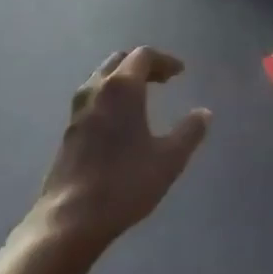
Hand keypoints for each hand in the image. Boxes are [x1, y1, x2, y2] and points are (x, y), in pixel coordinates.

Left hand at [32, 47, 209, 253]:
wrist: (71, 217)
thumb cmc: (125, 183)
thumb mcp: (168, 159)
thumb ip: (189, 132)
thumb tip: (204, 113)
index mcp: (122, 87)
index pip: (143, 56)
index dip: (164, 60)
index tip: (180, 72)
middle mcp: (96, 89)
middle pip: (119, 61)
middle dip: (143, 65)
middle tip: (163, 79)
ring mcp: (78, 109)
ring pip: (102, 78)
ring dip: (124, 79)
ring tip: (143, 97)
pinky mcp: (69, 129)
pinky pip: (93, 98)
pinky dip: (110, 96)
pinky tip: (121, 121)